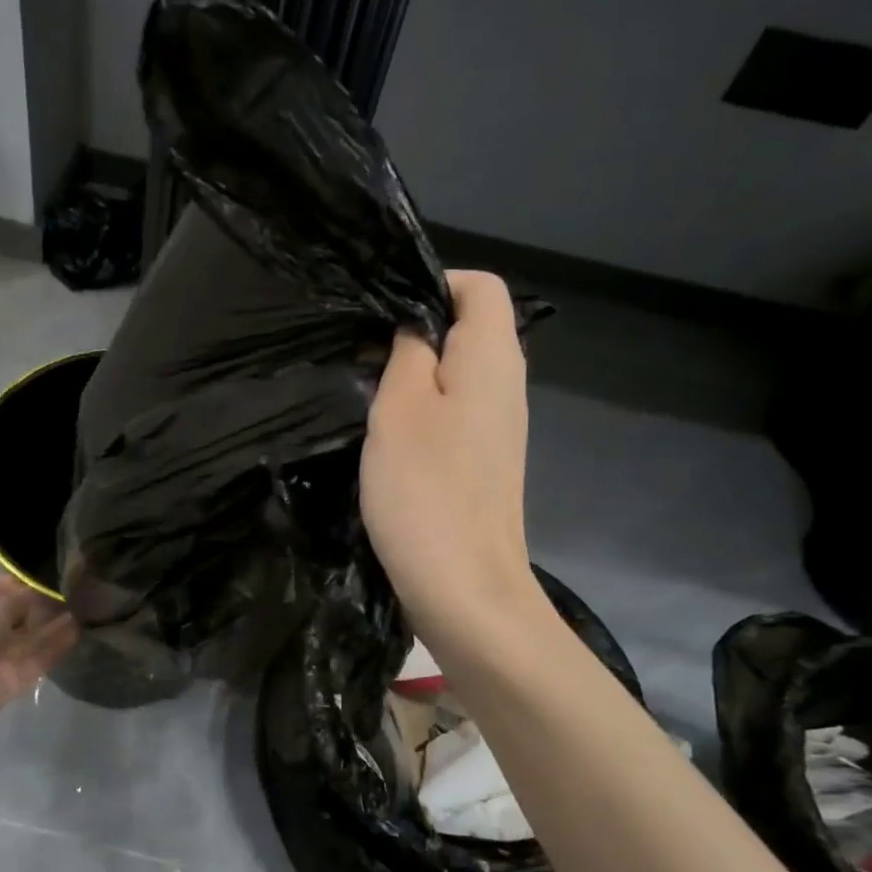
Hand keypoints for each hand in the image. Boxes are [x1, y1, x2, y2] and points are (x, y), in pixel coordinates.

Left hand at [0, 578, 78, 733]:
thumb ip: (16, 597)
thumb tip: (35, 590)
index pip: (0, 597)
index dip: (21, 587)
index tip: (47, 576)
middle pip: (19, 619)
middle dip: (42, 606)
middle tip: (71, 591)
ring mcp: (3, 658)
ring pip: (33, 639)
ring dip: (54, 625)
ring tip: (82, 607)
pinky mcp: (18, 679)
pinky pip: (40, 659)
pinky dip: (57, 645)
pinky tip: (78, 629)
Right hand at [361, 271, 539, 646]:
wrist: (465, 588)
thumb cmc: (426, 490)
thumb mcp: (400, 407)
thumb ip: (409, 352)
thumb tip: (416, 326)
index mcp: (493, 358)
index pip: (481, 286)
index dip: (434, 283)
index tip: (383, 314)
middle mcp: (508, 384)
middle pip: (471, 327)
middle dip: (417, 330)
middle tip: (364, 355)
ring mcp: (500, 426)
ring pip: (459, 372)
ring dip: (416, 374)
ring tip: (369, 393)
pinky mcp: (485, 460)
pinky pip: (456, 411)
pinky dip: (424, 409)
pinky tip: (391, 435)